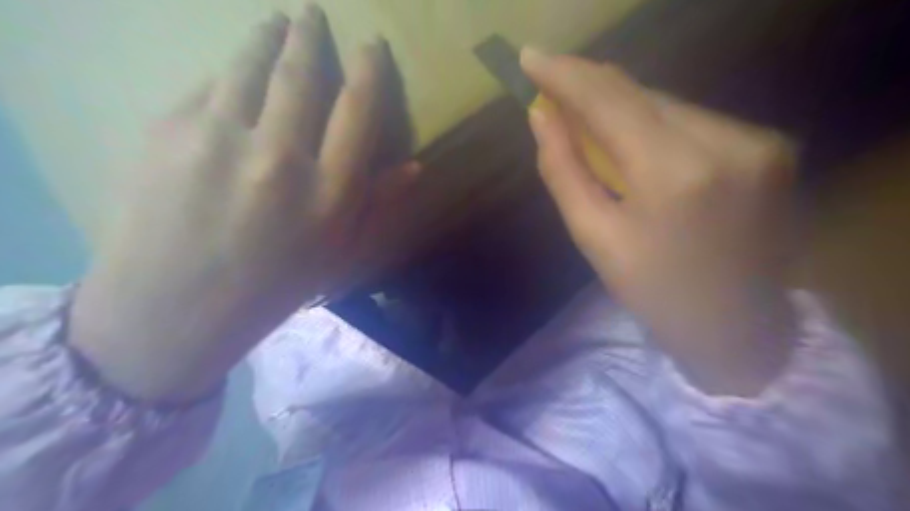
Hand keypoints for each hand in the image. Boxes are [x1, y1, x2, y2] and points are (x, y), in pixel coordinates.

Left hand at [70, 4, 418, 402]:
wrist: (172, 311)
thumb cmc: (271, 287)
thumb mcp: (338, 253)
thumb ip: (377, 203)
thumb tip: (414, 167)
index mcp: (329, 194)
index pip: (359, 109)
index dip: (369, 68)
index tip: (371, 44)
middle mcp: (280, 158)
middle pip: (300, 73)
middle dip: (310, 34)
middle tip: (311, 11)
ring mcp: (218, 139)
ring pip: (249, 65)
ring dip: (266, 36)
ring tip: (274, 22)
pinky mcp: (167, 132)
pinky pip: (208, 86)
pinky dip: (227, 73)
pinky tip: (232, 75)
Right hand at [518, 50, 797, 397]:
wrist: (738, 330)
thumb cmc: (654, 293)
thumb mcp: (594, 238)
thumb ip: (564, 171)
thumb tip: (542, 116)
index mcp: (674, 173)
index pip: (608, 99)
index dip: (565, 74)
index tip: (530, 57)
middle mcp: (725, 140)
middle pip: (640, 93)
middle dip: (590, 89)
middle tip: (551, 88)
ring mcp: (757, 140)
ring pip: (667, 103)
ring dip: (622, 109)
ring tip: (590, 126)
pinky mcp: (770, 146)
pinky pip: (693, 120)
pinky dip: (655, 124)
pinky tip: (637, 146)